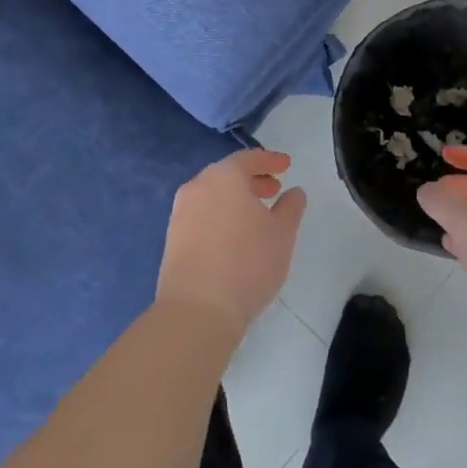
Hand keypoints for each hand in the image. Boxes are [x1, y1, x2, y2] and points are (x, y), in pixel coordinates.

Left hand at [157, 150, 305, 338]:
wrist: (197, 309)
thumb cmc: (247, 263)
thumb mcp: (282, 234)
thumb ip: (290, 208)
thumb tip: (294, 192)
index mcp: (224, 177)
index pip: (248, 158)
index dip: (270, 160)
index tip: (286, 165)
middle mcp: (197, 187)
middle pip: (227, 175)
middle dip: (252, 179)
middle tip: (273, 189)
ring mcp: (180, 213)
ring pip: (212, 195)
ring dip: (235, 199)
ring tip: (256, 215)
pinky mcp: (172, 238)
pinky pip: (202, 215)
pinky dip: (220, 215)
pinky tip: (234, 236)